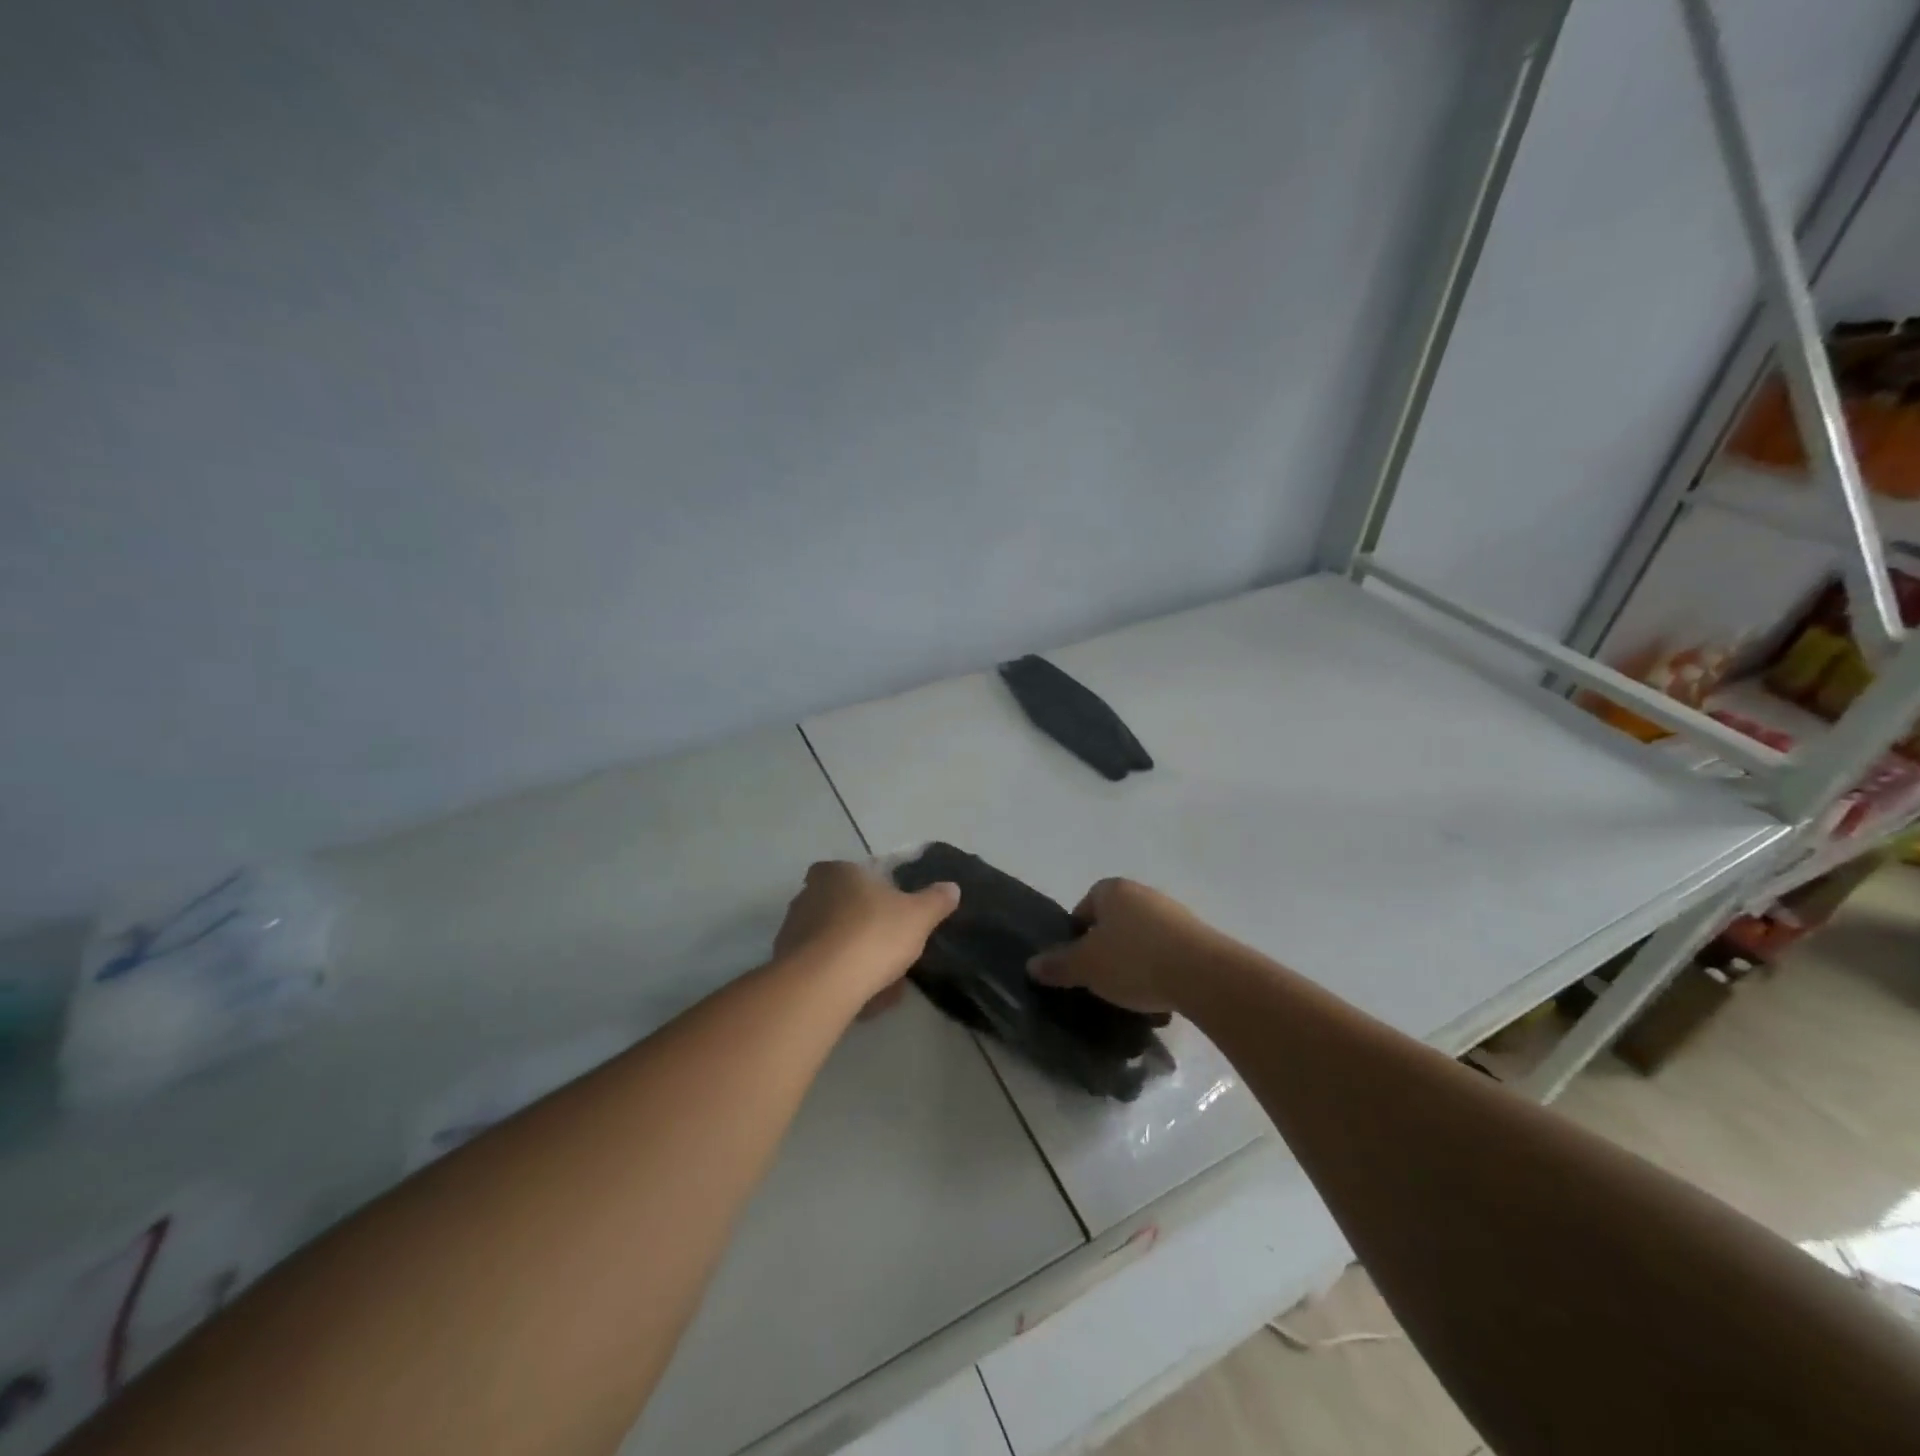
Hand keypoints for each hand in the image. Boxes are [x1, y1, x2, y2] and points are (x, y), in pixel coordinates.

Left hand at [773, 860, 959, 1006]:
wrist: (823, 984)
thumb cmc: (873, 934)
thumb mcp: (918, 916)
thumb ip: (935, 900)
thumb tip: (951, 888)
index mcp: (837, 873)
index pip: (852, 873)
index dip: (871, 891)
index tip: (890, 913)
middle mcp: (808, 894)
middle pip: (841, 908)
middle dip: (863, 928)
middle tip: (889, 951)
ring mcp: (792, 930)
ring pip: (830, 941)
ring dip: (852, 958)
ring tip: (880, 984)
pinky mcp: (784, 965)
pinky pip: (819, 969)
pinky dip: (838, 981)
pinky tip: (861, 1000)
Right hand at [1027, 878, 1226, 1014]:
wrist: (1203, 974)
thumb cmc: (1133, 961)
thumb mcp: (1086, 967)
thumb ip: (1058, 965)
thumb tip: (1031, 965)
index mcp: (1112, 890)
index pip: (1085, 906)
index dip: (1077, 934)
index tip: (1078, 963)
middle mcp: (1143, 893)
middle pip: (1114, 921)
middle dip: (1107, 947)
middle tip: (1101, 978)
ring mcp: (1173, 913)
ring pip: (1142, 937)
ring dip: (1134, 960)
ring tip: (1131, 992)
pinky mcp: (1198, 936)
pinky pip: (1167, 951)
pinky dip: (1159, 969)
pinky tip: (1159, 994)